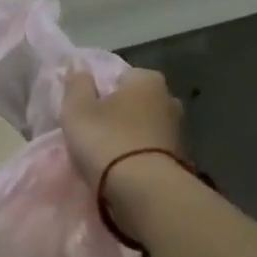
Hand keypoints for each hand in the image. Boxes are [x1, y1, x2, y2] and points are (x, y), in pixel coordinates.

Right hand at [60, 67, 183, 187]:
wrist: (144, 190)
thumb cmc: (107, 140)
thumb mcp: (77, 110)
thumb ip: (76, 85)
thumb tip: (78, 66)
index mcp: (147, 79)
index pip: (119, 77)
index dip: (100, 92)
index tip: (86, 111)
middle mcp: (169, 98)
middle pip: (134, 102)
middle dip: (119, 113)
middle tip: (95, 133)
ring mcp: (177, 130)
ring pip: (144, 127)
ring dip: (130, 137)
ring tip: (107, 156)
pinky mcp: (180, 159)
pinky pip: (151, 150)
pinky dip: (139, 156)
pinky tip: (124, 170)